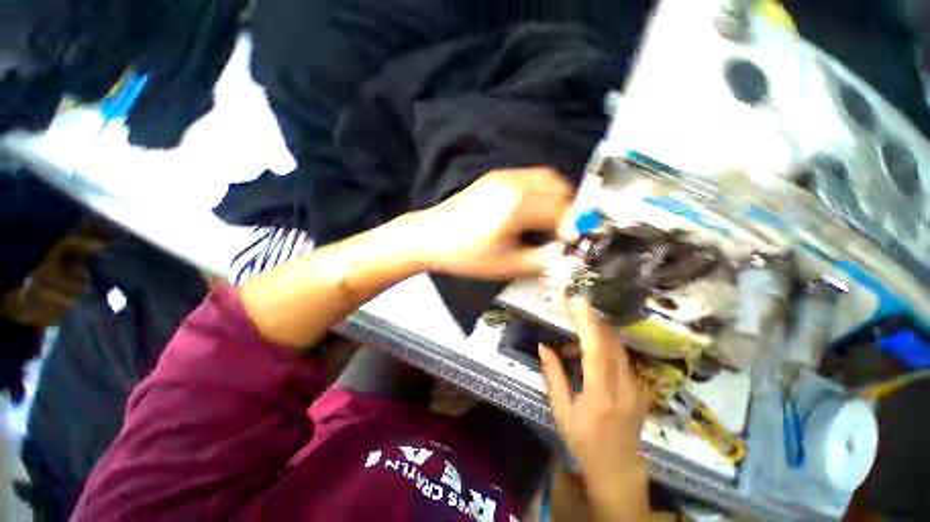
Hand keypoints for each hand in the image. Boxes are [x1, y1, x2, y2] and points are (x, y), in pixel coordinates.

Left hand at [412, 168, 572, 279]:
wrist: (430, 237)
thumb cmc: (467, 254)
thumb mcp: (508, 264)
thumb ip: (543, 259)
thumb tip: (565, 253)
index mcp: (519, 204)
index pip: (563, 209)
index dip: (573, 227)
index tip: (572, 243)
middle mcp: (515, 182)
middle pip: (559, 189)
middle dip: (569, 211)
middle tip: (564, 233)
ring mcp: (504, 176)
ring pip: (546, 179)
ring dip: (557, 197)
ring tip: (552, 222)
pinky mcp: (495, 177)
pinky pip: (530, 178)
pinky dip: (541, 191)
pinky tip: (533, 210)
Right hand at [539, 298, 651, 521]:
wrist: (619, 467)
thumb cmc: (584, 441)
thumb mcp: (562, 412)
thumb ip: (553, 376)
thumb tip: (544, 346)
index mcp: (601, 395)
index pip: (596, 350)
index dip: (587, 322)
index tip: (577, 301)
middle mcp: (624, 386)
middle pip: (611, 341)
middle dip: (592, 319)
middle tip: (572, 307)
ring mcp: (637, 386)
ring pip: (617, 346)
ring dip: (596, 333)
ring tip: (573, 337)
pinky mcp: (641, 385)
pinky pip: (621, 356)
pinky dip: (604, 346)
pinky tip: (587, 355)